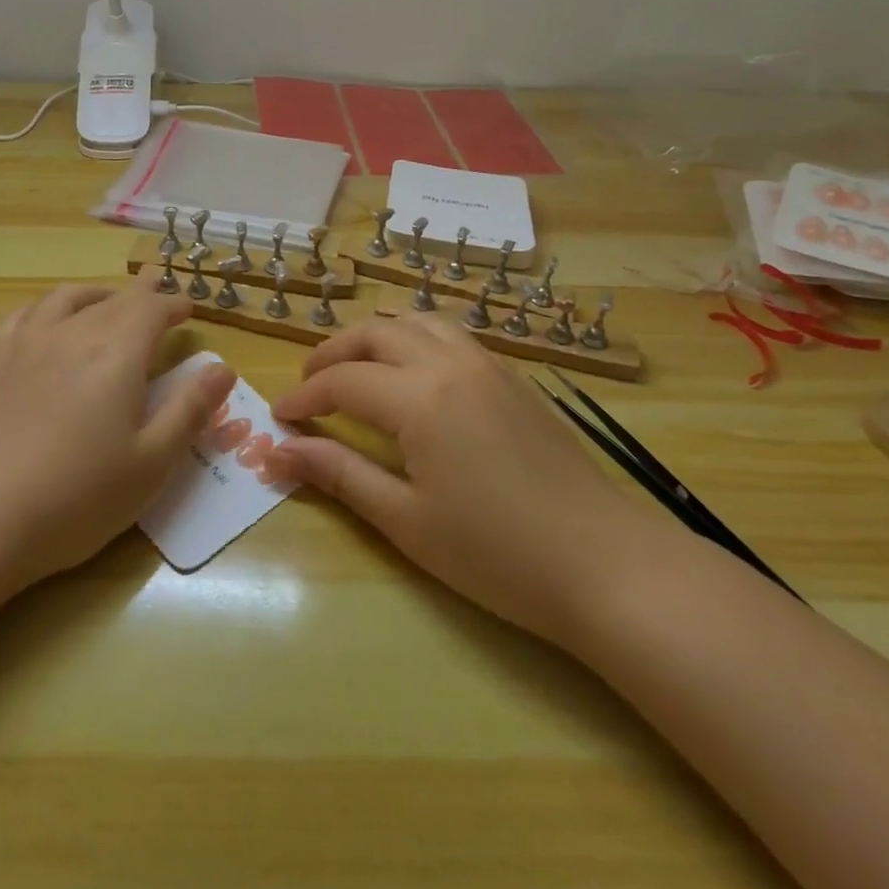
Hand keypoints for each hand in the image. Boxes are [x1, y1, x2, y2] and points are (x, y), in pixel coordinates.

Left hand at [0, 284, 235, 590]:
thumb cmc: (76, 497)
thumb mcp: (151, 463)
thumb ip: (190, 410)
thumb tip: (223, 368)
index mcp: (117, 353)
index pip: (152, 309)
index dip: (172, 305)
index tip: (186, 308)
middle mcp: (73, 332)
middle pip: (113, 299)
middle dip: (141, 294)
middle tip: (156, 293)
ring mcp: (25, 340)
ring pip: (68, 297)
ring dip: (97, 293)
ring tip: (107, 300)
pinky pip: (25, 313)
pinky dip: (48, 307)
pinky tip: (46, 321)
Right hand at [272, 316, 666, 645]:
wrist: (610, 567)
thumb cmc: (498, 554)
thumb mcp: (406, 520)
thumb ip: (340, 474)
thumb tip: (278, 451)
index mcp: (420, 397)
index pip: (344, 381)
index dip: (305, 397)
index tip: (280, 419)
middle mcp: (450, 363)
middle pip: (376, 333)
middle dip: (334, 353)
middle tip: (311, 386)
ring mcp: (489, 365)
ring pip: (418, 321)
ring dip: (377, 336)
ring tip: (358, 369)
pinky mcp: (515, 378)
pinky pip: (452, 335)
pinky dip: (417, 339)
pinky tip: (416, 376)